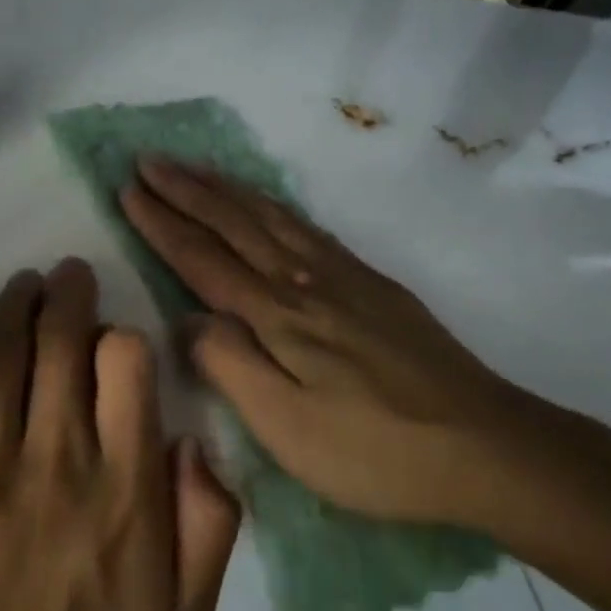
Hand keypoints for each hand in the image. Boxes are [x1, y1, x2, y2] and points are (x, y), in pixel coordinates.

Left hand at [0, 259, 240, 610]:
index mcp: (123, 494)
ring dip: (15, 307)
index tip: (118, 340)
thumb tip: (192, 436)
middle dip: (67, 294)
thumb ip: (209, 520)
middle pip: (59, 342)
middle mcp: (52, 466)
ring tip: (25, 286)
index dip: (124, 337)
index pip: (126, 363)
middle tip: (67, 274)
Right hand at [121, 156, 551, 532]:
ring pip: (271, 217)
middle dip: (186, 190)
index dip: (162, 223)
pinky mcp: (373, 283)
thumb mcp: (287, 427)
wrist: (482, 443)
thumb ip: (230, 366)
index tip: (128, 189)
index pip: (203, 258)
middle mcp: (304, 281)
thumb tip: (188, 319)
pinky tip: (269, 204)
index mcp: (277, 316)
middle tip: (148, 160)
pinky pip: (309, 227)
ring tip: (195, 168)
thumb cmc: (374, 450)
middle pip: (234, 224)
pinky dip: (275, 205)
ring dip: (227, 189)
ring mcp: (344, 276)